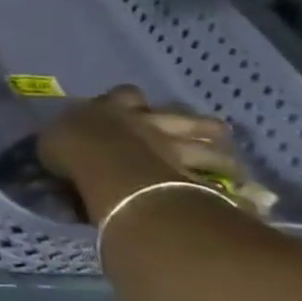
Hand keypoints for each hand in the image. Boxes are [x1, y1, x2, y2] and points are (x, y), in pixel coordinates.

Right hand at [38, 85, 238, 223]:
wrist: (105, 166)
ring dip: (222, 157)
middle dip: (194, 124)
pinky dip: (234, 197)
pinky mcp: (192, 179)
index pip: (125, 95)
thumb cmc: (72, 149)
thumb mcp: (54, 141)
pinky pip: (219, 189)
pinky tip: (247, 205)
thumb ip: (64, 141)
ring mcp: (175, 149)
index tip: (131, 107)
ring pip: (207, 147)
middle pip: (181, 117)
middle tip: (207, 133)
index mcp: (111, 109)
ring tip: (234, 166)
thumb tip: (61, 147)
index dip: (130, 100)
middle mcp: (149, 123)